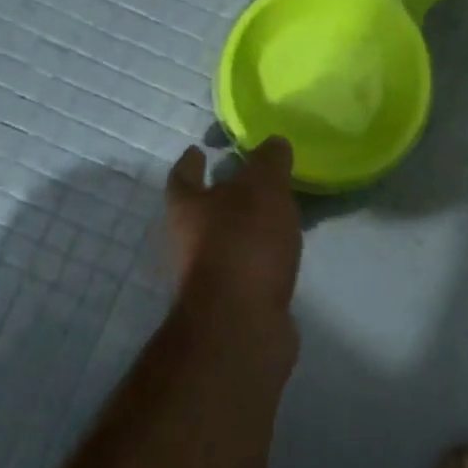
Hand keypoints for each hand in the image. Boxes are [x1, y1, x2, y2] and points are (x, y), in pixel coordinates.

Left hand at [165, 137, 302, 321]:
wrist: (241, 324)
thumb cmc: (243, 243)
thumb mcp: (262, 188)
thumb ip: (269, 162)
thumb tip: (273, 143)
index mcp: (187, 207)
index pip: (183, 176)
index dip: (190, 162)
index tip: (198, 150)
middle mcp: (189, 240)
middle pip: (203, 209)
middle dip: (223, 194)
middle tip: (252, 178)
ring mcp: (210, 274)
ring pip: (228, 238)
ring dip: (247, 225)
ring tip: (278, 210)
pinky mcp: (234, 300)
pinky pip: (249, 265)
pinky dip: (263, 254)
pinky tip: (284, 248)